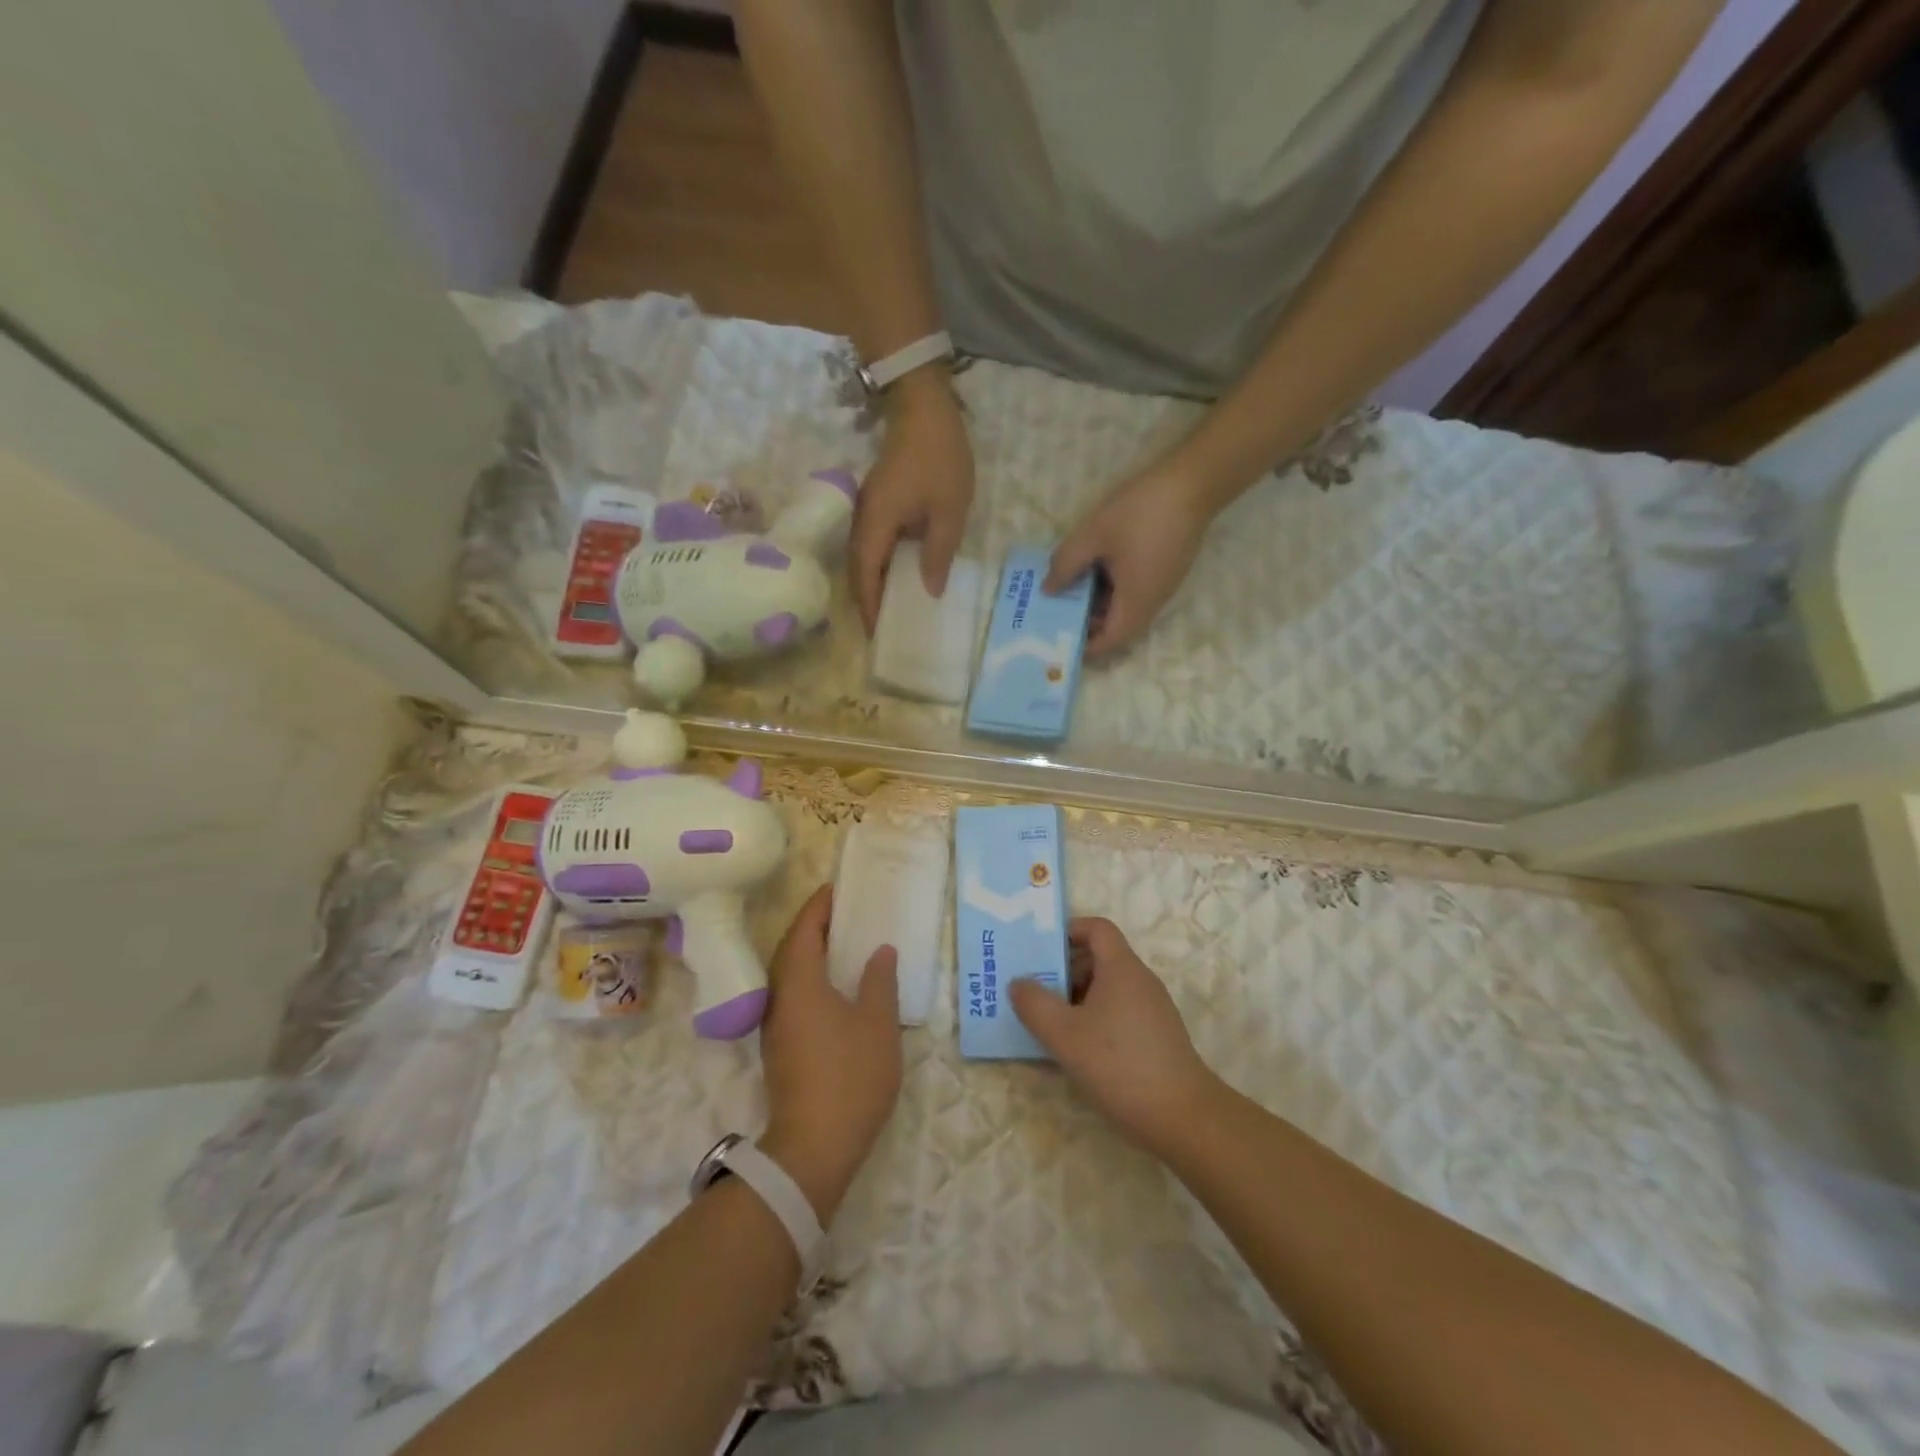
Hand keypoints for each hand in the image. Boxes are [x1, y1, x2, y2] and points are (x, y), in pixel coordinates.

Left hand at [759, 885, 902, 1221]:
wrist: (814, 1146)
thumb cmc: (850, 1076)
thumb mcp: (877, 1024)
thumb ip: (878, 981)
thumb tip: (879, 951)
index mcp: (800, 983)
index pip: (803, 930)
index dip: (819, 907)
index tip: (837, 889)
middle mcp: (780, 997)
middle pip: (791, 949)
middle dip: (813, 926)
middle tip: (844, 912)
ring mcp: (777, 1025)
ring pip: (790, 974)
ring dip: (811, 952)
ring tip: (843, 943)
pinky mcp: (781, 1046)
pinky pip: (793, 994)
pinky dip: (811, 977)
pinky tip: (836, 987)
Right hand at [849, 374, 974, 633]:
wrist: (923, 406)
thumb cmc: (939, 458)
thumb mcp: (949, 510)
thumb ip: (938, 553)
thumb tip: (930, 591)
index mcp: (876, 525)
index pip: (865, 577)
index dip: (870, 607)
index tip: (878, 634)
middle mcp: (863, 521)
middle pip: (857, 571)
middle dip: (867, 602)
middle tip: (885, 629)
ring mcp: (867, 510)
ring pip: (862, 558)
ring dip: (872, 585)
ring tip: (891, 610)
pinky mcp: (877, 503)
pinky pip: (872, 544)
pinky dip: (880, 566)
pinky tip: (898, 576)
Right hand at [1010, 918, 1220, 1158]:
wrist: (1183, 1118)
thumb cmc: (1120, 1065)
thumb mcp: (1065, 1035)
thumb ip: (1035, 1004)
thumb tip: (1018, 983)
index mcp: (1121, 968)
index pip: (1097, 928)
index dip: (1068, 931)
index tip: (1040, 951)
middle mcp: (1140, 981)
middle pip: (1098, 959)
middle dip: (1063, 971)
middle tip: (1033, 992)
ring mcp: (1151, 1010)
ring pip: (1106, 989)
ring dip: (1075, 1000)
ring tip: (1047, 1024)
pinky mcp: (1156, 1037)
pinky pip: (1118, 1013)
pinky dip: (1093, 1021)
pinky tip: (1076, 1052)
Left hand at [1046, 468, 1210, 654]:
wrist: (1193, 482)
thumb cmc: (1140, 512)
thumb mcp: (1093, 535)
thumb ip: (1065, 565)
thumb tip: (1048, 590)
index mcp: (1136, 604)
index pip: (1108, 643)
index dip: (1083, 645)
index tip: (1058, 636)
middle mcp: (1152, 604)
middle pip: (1116, 628)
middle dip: (1086, 622)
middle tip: (1056, 608)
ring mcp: (1161, 587)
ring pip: (1124, 609)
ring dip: (1098, 602)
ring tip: (1068, 586)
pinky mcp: (1165, 571)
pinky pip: (1134, 591)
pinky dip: (1111, 588)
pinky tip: (1093, 567)